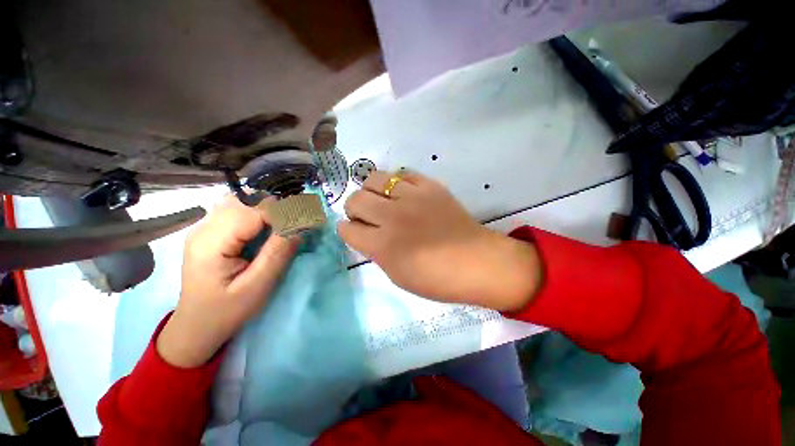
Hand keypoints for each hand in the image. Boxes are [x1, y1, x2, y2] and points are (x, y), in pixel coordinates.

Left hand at [157, 195, 298, 367]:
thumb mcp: (258, 286)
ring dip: (266, 208)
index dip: (282, 213)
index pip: (253, 210)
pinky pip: (236, 209)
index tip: (304, 222)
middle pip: (245, 199)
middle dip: (275, 207)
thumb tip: (300, 225)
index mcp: (211, 242)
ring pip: (241, 200)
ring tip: (282, 225)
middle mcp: (203, 227)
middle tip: (295, 224)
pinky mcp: (210, 231)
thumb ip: (279, 252)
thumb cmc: (227, 310)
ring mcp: (204, 227)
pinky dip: (257, 212)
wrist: (196, 325)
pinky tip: (265, 228)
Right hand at [338, 171, 541, 310]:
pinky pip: (403, 174)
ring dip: (372, 191)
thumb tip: (367, 234)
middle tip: (367, 216)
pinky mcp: (430, 186)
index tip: (356, 232)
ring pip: (374, 178)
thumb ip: (377, 252)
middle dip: (354, 208)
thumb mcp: (397, 275)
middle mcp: (393, 217)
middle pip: (355, 199)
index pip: (347, 228)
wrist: (477, 262)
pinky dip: (398, 183)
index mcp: (383, 245)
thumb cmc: (437, 279)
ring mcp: (412, 197)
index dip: (347, 230)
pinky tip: (404, 193)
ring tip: (383, 200)